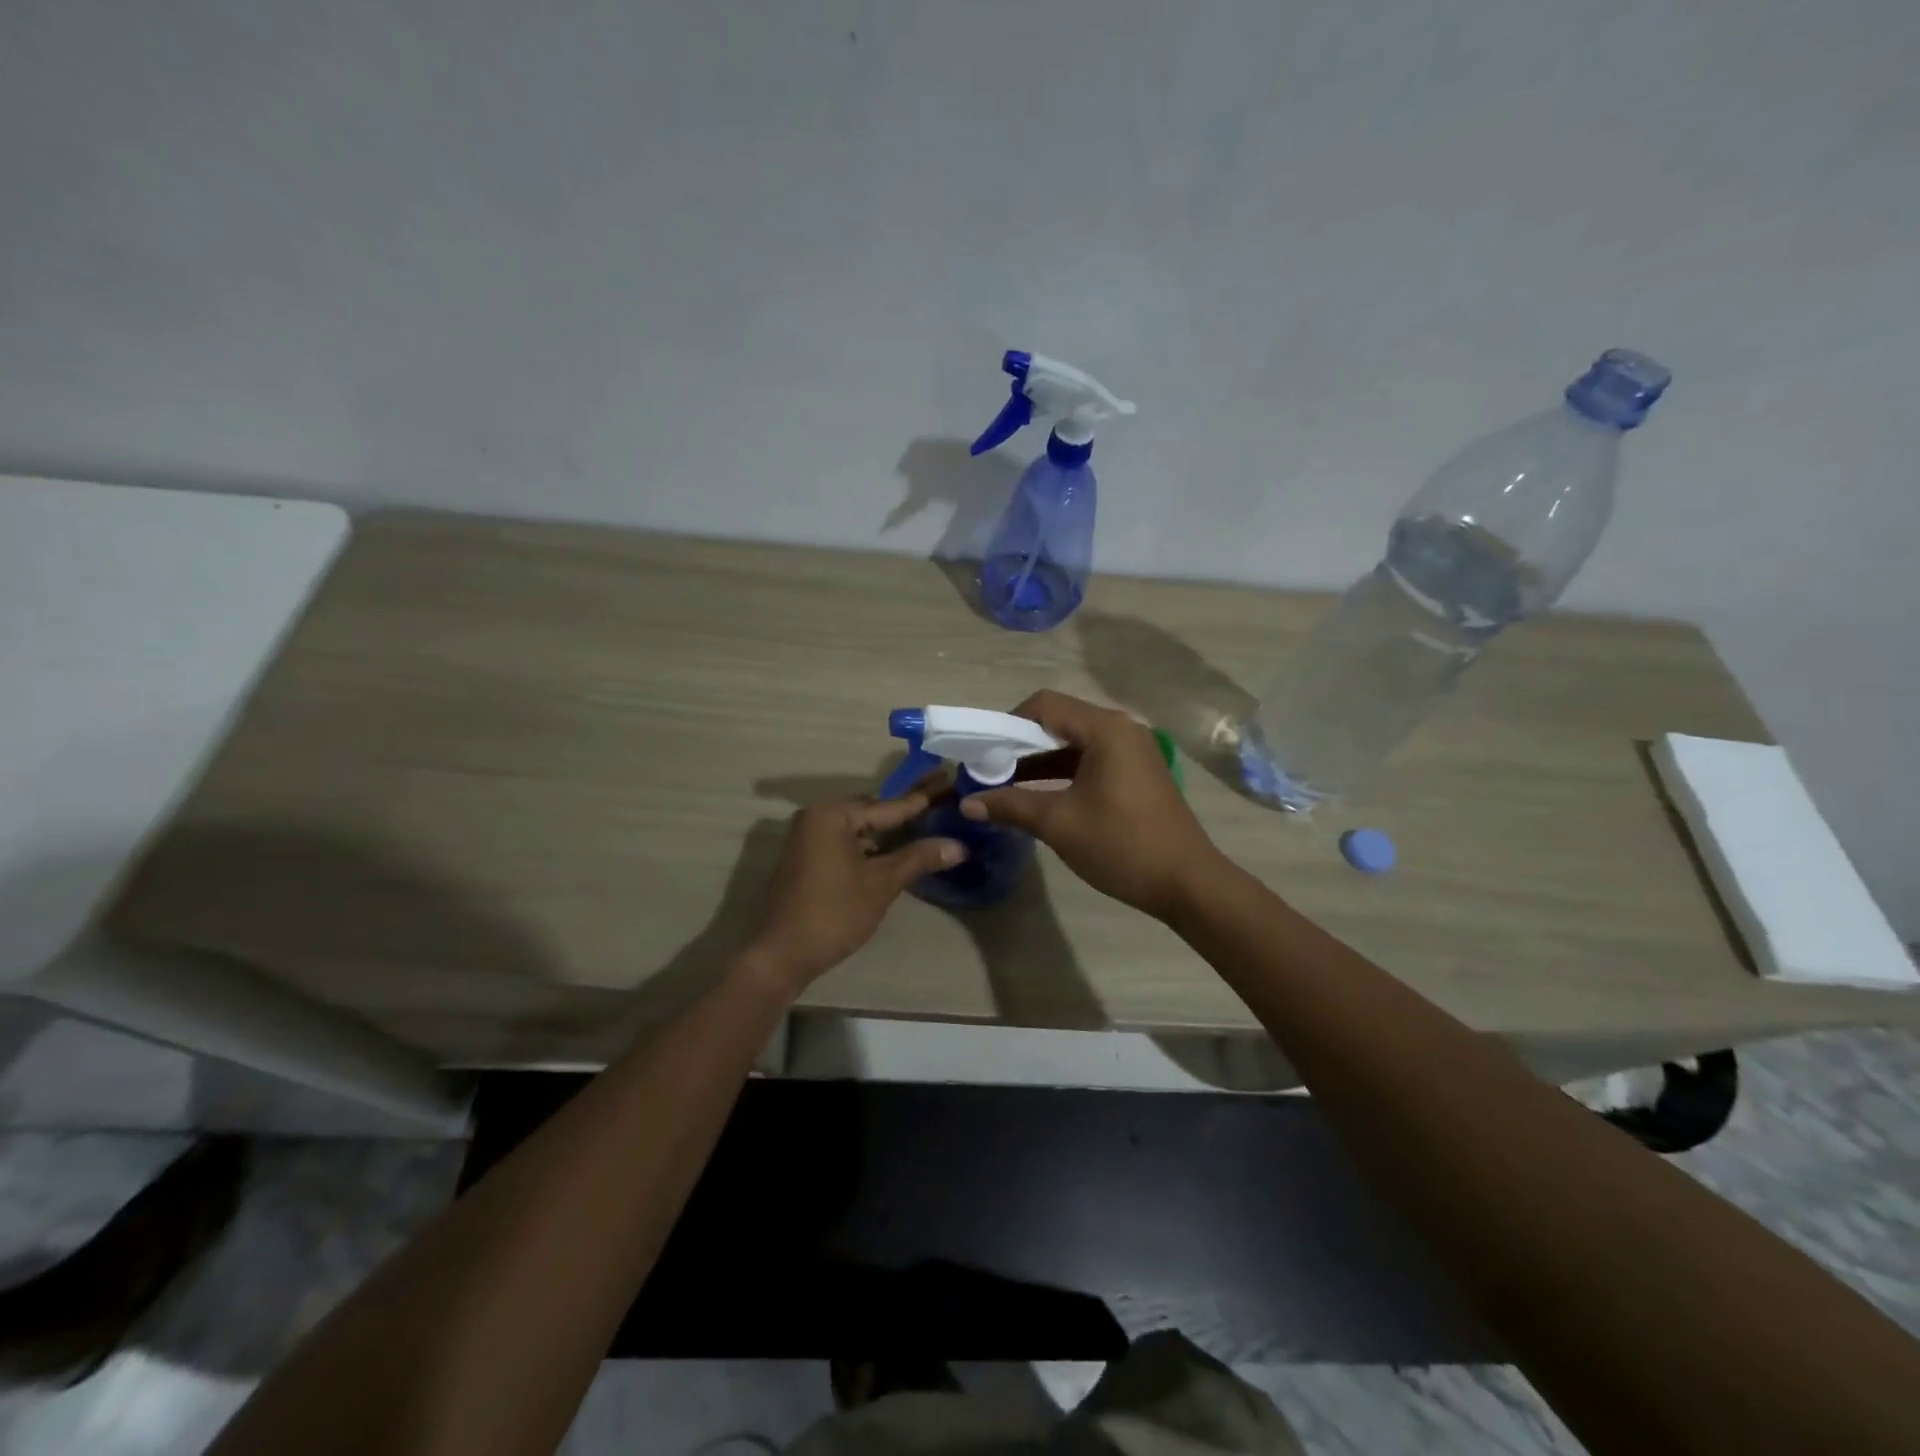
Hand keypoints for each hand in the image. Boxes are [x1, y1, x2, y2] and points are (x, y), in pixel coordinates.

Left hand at [744, 792, 964, 994]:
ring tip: (929, 825)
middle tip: (945, 804)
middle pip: (873, 812)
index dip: (923, 800)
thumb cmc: (834, 913)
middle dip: (908, 813)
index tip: (951, 784)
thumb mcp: (881, 884)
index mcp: (832, 814)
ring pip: (861, 829)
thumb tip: (959, 845)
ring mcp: (810, 838)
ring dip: (891, 832)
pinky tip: (899, 851)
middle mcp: (817, 816)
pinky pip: (848, 842)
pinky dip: (872, 846)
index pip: (888, 805)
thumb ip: (918, 858)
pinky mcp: (809, 858)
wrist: (782, 955)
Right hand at [960, 690, 1220, 919]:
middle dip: (1021, 743)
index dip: (1008, 723)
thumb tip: (966, 804)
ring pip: (1075, 743)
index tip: (985, 752)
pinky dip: (1063, 773)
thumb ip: (1010, 805)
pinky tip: (1041, 797)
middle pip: (1060, 721)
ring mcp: (1133, 752)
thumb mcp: (1059, 823)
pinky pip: (1091, 761)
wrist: (1187, 884)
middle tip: (991, 769)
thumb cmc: (1122, 845)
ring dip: (1041, 761)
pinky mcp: (1138, 774)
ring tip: (1007, 785)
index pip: (1045, 706)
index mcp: (1106, 730)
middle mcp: (1122, 730)